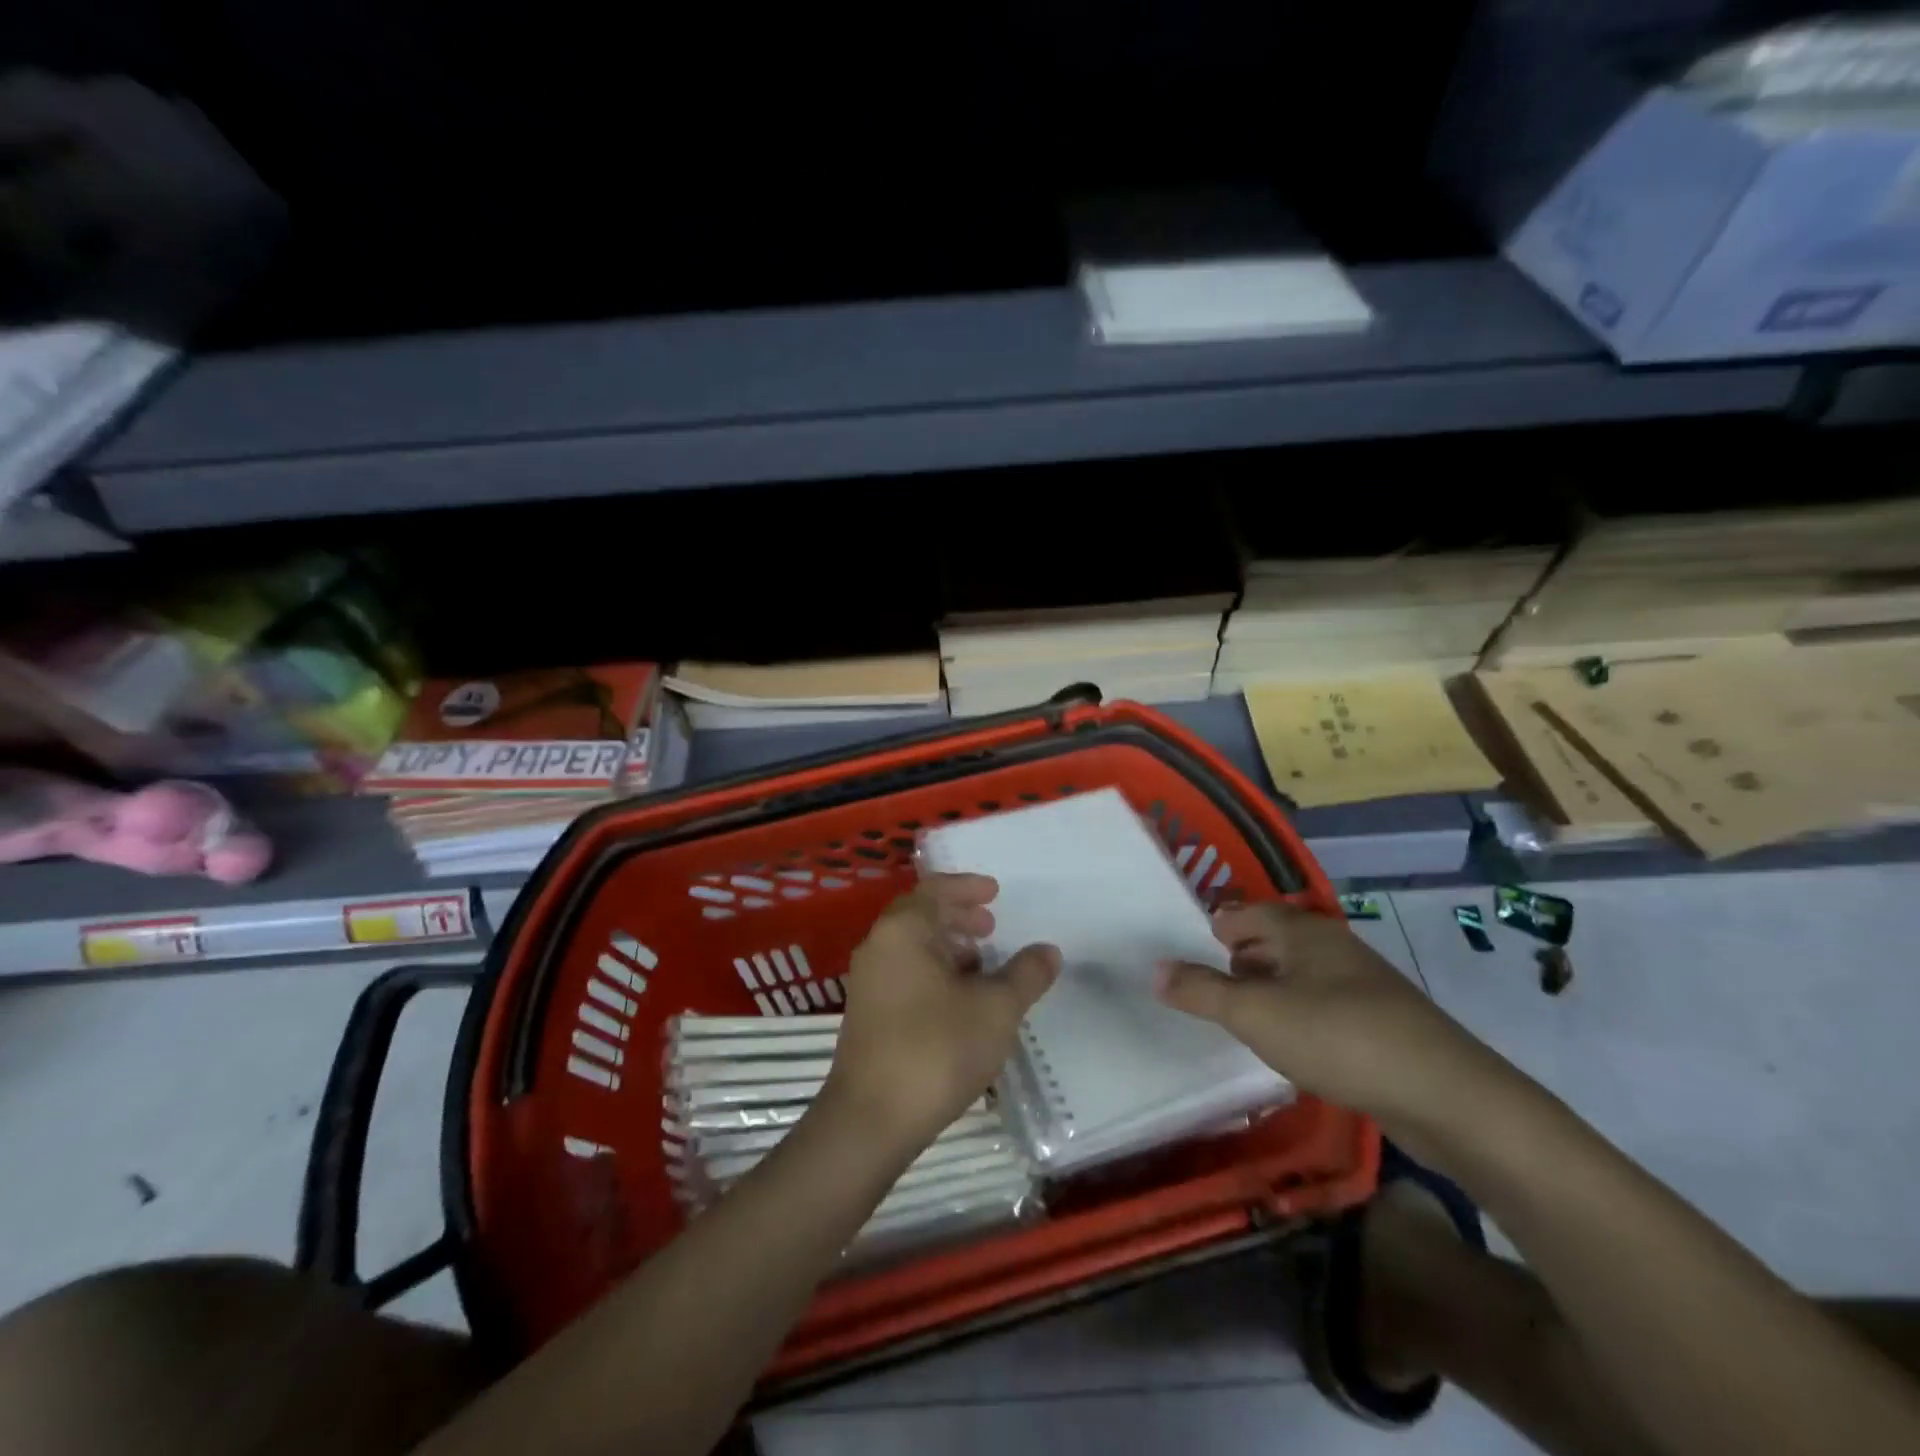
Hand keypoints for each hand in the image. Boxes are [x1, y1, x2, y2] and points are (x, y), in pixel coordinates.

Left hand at [821, 874, 1060, 1151]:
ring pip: (912, 947)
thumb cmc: (937, 1048)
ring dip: (947, 946)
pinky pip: (905, 972)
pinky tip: (959, 999)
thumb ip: (1025, 974)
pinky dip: (934, 971)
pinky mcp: (867, 1013)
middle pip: (920, 915)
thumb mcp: (995, 1008)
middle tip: (991, 925)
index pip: (935, 890)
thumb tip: (1048, 951)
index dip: (968, 887)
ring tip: (982, 963)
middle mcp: (879, 947)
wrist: (872, 1119)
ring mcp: (868, 982)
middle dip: (958, 916)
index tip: (996, 892)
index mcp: (903, 931)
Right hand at [1155, 901, 1494, 1124]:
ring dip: (1269, 986)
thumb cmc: (1339, 1038)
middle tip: (1207, 978)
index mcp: (1304, 932)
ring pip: (1301, 974)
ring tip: (1239, 1011)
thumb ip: (1202, 991)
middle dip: (1241, 955)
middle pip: (1276, 940)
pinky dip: (1296, 1012)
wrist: (1448, 1097)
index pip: (1250, 913)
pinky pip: (1323, 1004)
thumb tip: (1155, 969)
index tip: (1192, 943)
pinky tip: (1287, 1042)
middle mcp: (1334, 948)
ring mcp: (1364, 986)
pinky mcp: (1382, 1024)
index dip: (1220, 925)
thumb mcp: (1256, 1014)